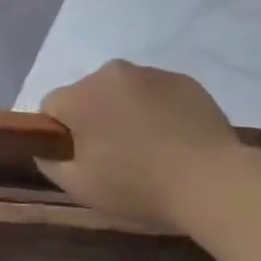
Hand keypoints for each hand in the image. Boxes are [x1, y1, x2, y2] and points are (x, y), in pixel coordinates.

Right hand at [36, 60, 244, 228]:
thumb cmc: (138, 186)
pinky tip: (175, 142)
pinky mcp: (185, 81)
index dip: (61, 136)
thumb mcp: (79, 187)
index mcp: (81, 95)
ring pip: (123, 93)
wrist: (214, 182)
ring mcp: (152, 73)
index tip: (81, 160)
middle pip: (88, 96)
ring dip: (127, 114)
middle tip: (116, 159)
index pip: (52, 107)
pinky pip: (157, 94)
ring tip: (150, 151)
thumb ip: (50, 163)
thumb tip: (46, 149)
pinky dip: (158, 112)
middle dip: (95, 120)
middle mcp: (112, 72)